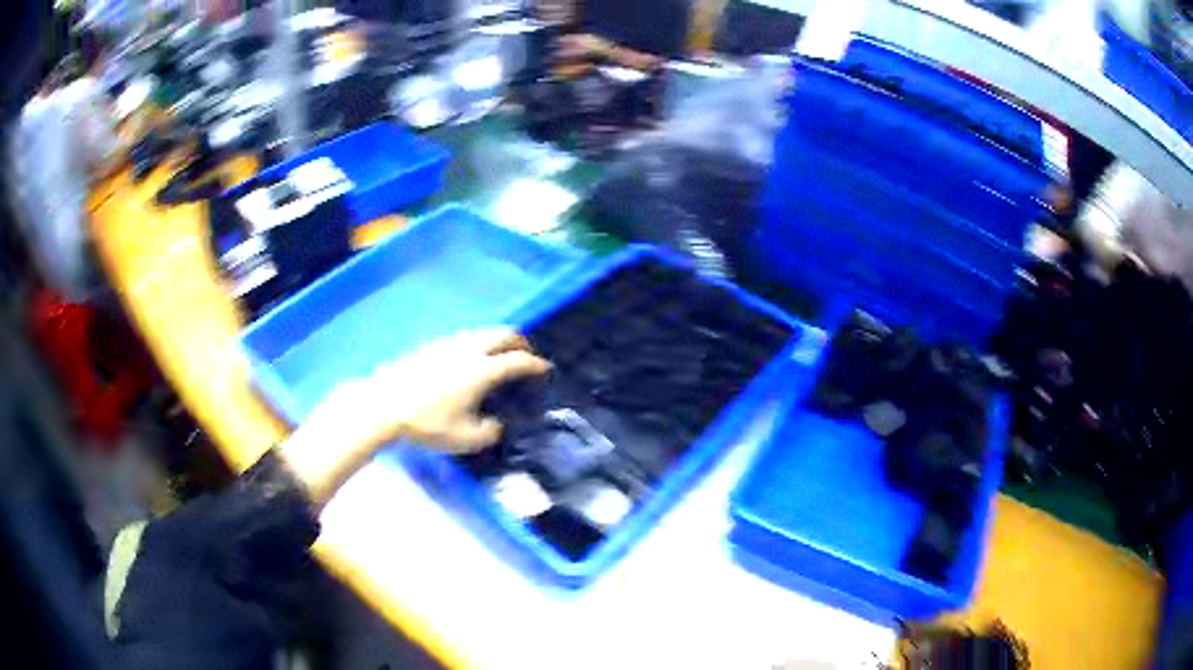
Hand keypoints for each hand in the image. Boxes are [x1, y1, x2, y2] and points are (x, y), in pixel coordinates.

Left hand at [355, 328, 550, 452]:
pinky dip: (477, 343)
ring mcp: (448, 344)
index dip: (535, 364)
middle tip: (525, 355)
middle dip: (519, 342)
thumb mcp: (464, 439)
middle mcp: (469, 350)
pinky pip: (464, 337)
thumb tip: (495, 425)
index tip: (544, 369)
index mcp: (482, 371)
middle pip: (502, 334)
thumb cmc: (427, 423)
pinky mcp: (431, 345)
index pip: (518, 361)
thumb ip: (488, 433)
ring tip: (499, 355)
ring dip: (497, 339)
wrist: (384, 405)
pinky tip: (468, 359)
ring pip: (482, 332)